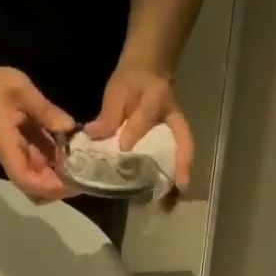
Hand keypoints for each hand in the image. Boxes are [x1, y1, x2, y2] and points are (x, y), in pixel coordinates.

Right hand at [0, 66, 73, 201]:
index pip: (25, 180)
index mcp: (8, 149)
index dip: (48, 187)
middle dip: (62, 189)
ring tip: (85, 166)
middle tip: (86, 175)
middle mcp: (16, 162)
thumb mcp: (22, 91)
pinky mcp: (31, 158)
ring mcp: (24, 162)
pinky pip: (48, 172)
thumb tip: (69, 127)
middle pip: (38, 193)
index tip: (71, 181)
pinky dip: (63, 169)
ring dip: (64, 180)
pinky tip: (77, 155)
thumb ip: (45, 110)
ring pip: (45, 186)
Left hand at [86, 62, 192, 198]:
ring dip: (178, 181)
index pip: (146, 116)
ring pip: (183, 157)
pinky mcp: (173, 144)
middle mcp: (172, 119)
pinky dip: (172, 183)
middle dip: (181, 167)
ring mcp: (176, 133)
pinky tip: (165, 201)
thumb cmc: (132, 82)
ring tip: (170, 205)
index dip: (136, 130)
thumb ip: (108, 114)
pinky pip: (175, 164)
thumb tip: (92, 134)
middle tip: (177, 189)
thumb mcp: (117, 91)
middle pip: (183, 143)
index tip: (124, 147)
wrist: (147, 71)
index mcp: (156, 98)